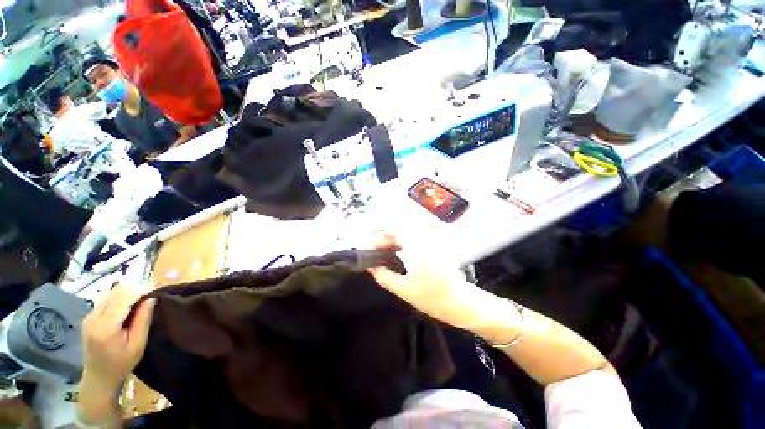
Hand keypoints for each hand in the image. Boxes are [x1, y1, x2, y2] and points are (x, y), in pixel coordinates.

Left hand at [80, 283, 155, 391]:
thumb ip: (143, 320)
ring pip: (109, 295)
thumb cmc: (122, 363)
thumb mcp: (138, 344)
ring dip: (125, 296)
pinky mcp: (88, 317)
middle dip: (133, 293)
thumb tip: (151, 298)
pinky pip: (105, 301)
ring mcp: (88, 317)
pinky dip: (118, 300)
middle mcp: (93, 318)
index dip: (139, 292)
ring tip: (138, 305)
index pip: (123, 298)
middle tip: (147, 300)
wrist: (98, 377)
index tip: (154, 293)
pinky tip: (126, 310)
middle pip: (114, 294)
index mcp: (105, 326)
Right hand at [368, 231, 520, 343]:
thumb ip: (384, 276)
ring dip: (394, 235)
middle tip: (376, 247)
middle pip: (401, 225)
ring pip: (407, 228)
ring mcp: (433, 239)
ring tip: (384, 249)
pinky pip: (415, 234)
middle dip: (385, 233)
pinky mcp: (435, 243)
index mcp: (419, 247)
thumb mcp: (405, 290)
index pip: (396, 226)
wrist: (460, 302)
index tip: (370, 237)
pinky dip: (403, 238)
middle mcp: (427, 238)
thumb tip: (370, 266)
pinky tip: (397, 250)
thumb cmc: (434, 298)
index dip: (380, 228)